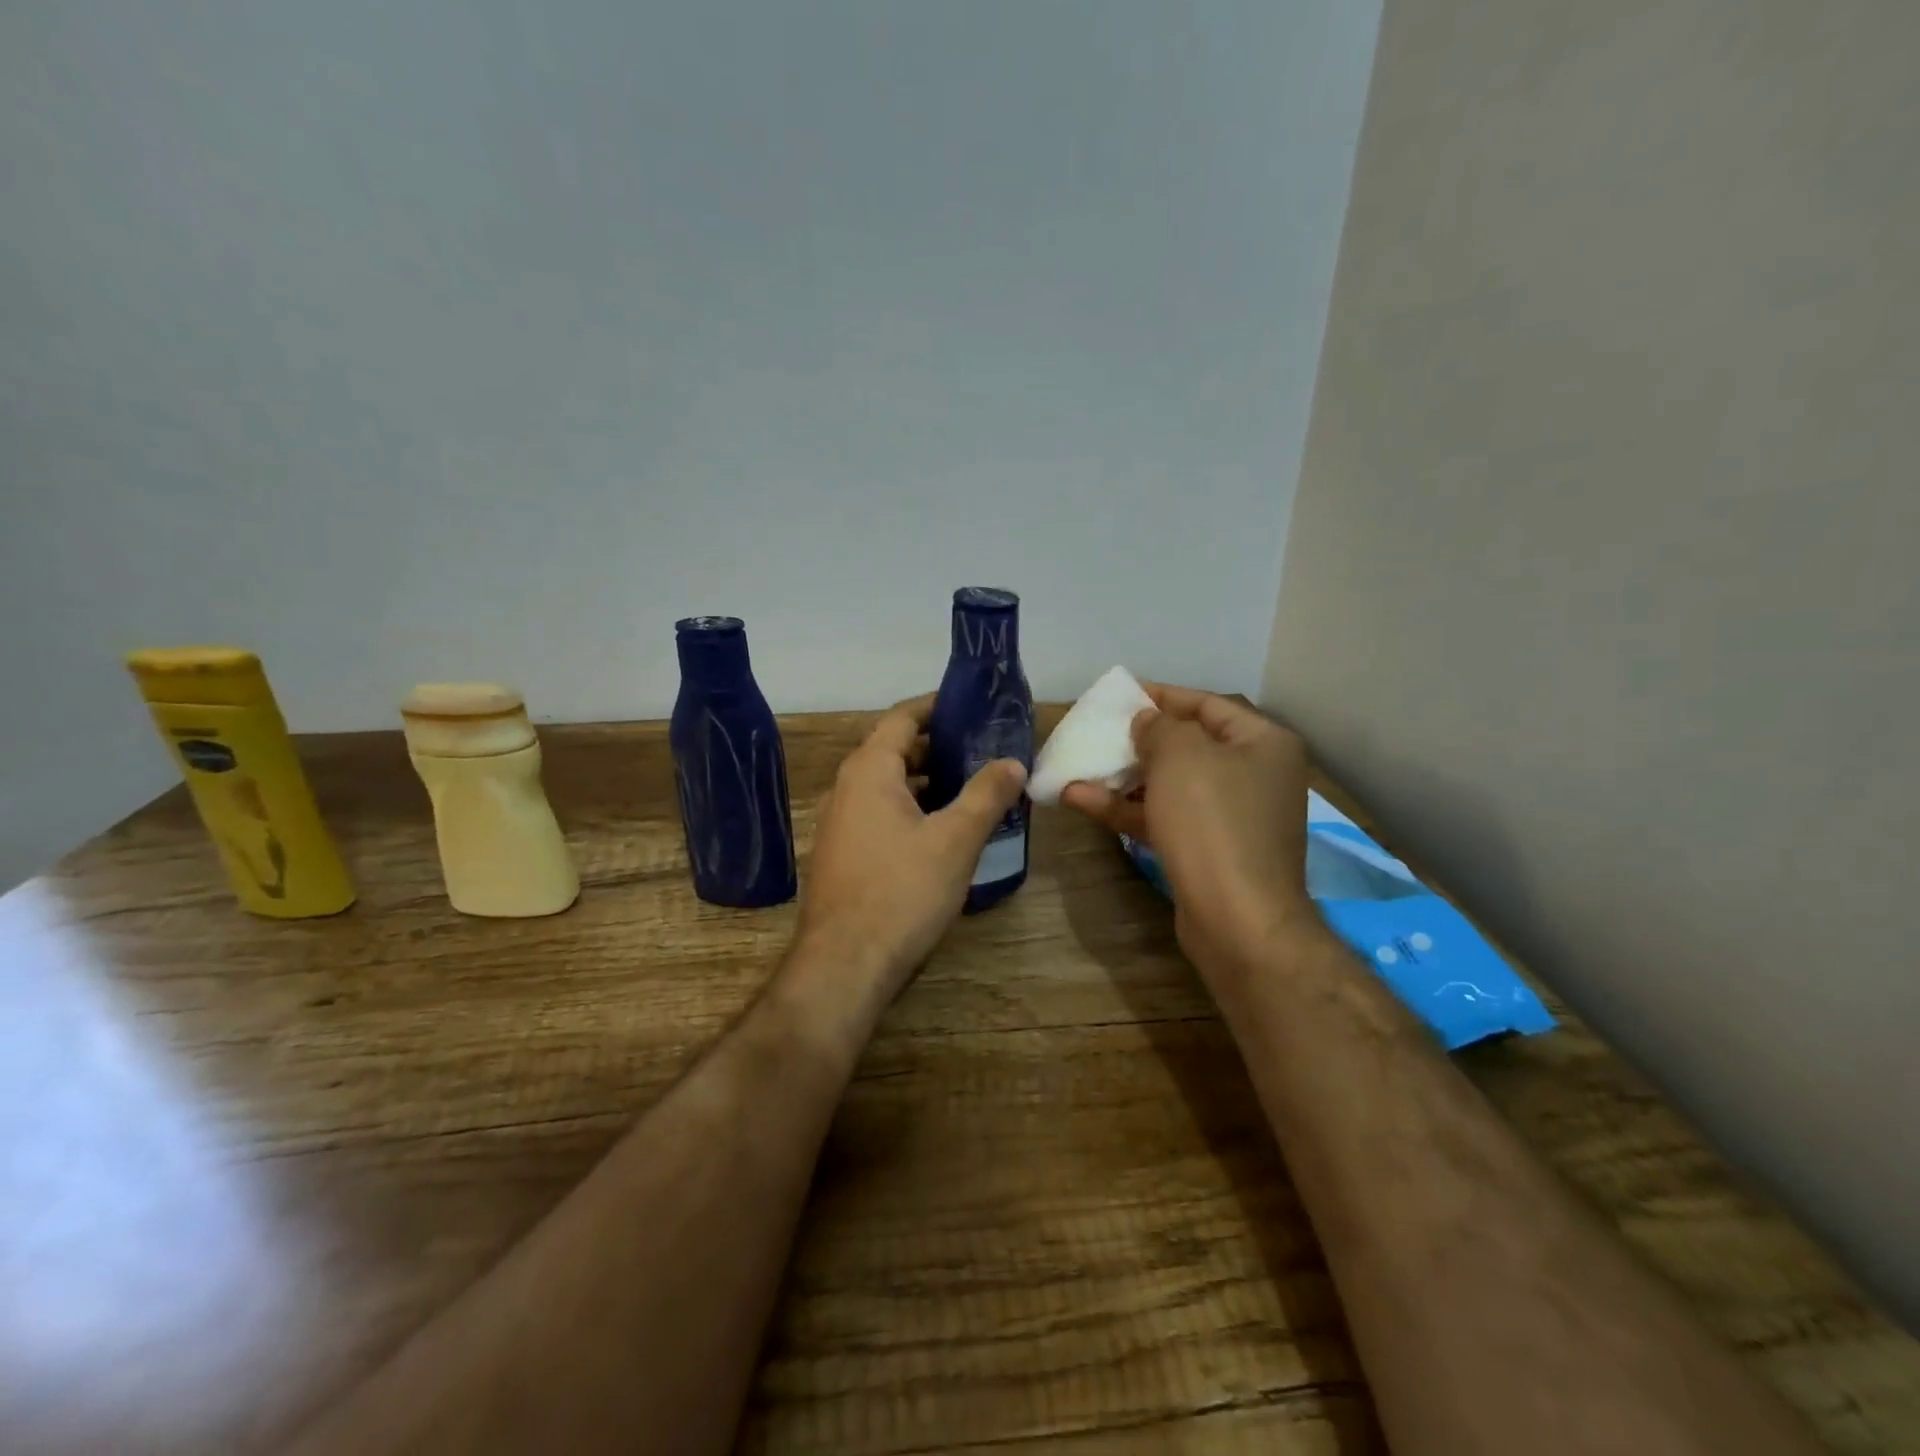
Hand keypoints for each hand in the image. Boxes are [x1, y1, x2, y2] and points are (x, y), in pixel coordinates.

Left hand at [797, 694, 1027, 1003]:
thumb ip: (986, 795)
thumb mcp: (955, 840)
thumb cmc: (901, 891)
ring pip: (889, 786)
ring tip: (973, 786)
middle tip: (984, 749)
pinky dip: (913, 810)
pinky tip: (945, 830)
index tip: (971, 706)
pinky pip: (882, 815)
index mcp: (869, 770)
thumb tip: (1013, 762)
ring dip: (928, 781)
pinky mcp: (845, 854)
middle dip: (939, 747)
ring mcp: (841, 823)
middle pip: (895, 750)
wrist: (845, 964)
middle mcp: (847, 788)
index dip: (936, 707)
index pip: (902, 717)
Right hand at [1061, 685, 1315, 977]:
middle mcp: (1253, 776)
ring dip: (1123, 777)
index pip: (1206, 705)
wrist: (1237, 919)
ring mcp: (1230, 818)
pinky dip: (1125, 809)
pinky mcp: (1207, 851)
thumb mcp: (1181, 756)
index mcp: (1263, 744)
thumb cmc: (1213, 821)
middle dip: (1138, 739)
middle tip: (1097, 731)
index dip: (1161, 696)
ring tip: (1078, 765)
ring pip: (1169, 785)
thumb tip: (1147, 724)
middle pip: (1187, 746)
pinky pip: (1163, 818)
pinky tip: (1079, 799)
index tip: (1119, 694)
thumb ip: (1158, 727)